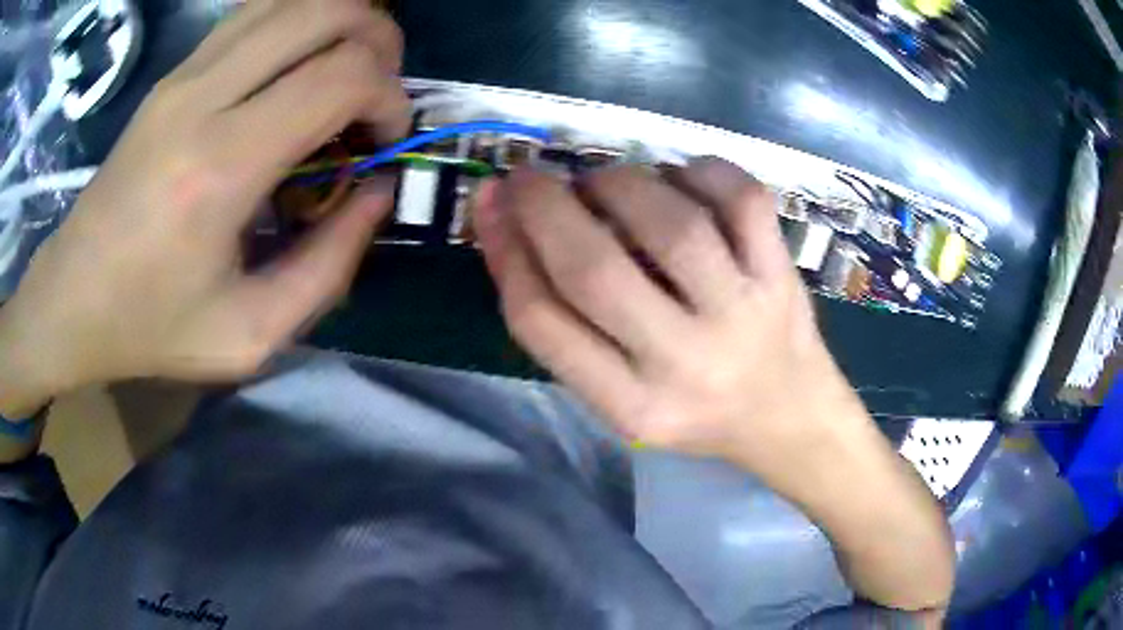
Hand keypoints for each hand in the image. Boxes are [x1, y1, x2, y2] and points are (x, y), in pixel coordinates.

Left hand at [0, 0, 410, 416]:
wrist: (71, 299)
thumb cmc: (151, 327)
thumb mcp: (250, 335)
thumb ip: (330, 267)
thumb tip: (377, 192)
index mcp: (221, 165)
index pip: (343, 75)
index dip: (390, 99)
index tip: (384, 143)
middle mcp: (203, 94)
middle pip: (329, 10)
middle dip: (380, 42)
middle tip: (376, 95)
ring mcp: (185, 73)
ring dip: (343, 23)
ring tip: (344, 73)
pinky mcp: (174, 72)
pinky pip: (257, 10)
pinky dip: (300, 20)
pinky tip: (299, 64)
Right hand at [476, 160, 856, 463]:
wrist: (787, 419)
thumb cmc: (694, 411)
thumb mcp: (618, 397)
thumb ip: (566, 327)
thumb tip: (511, 224)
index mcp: (632, 406)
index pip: (543, 322)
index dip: (504, 250)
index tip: (491, 202)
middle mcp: (686, 363)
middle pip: (595, 270)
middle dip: (547, 207)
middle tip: (531, 177)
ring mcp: (743, 314)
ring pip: (671, 224)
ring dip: (619, 183)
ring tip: (605, 183)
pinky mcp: (781, 275)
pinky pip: (742, 199)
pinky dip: (701, 171)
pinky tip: (681, 178)